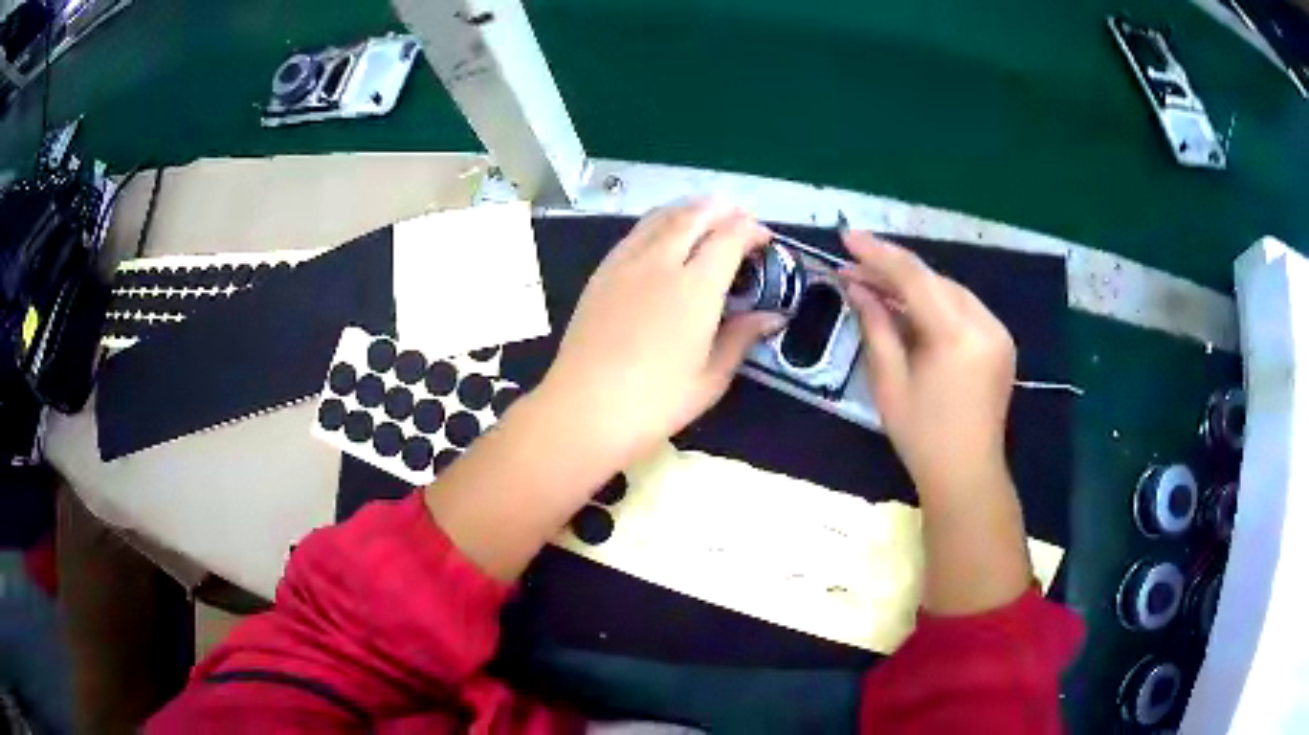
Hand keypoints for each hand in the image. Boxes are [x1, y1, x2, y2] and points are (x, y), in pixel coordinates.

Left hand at [537, 198, 785, 470]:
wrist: (585, 408)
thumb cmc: (655, 402)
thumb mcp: (711, 378)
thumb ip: (741, 338)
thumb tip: (772, 317)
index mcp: (696, 287)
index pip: (729, 237)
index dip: (751, 231)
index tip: (764, 240)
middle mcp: (661, 262)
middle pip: (694, 215)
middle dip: (722, 210)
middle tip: (739, 219)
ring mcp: (626, 263)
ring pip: (662, 216)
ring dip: (690, 209)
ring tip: (707, 216)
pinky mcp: (602, 272)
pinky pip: (636, 232)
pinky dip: (659, 222)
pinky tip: (664, 235)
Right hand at [839, 232, 1016, 497]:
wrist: (967, 474)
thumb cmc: (922, 436)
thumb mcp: (889, 381)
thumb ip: (875, 325)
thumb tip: (856, 285)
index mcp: (958, 335)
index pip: (915, 278)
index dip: (878, 254)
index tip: (846, 237)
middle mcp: (985, 323)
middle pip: (934, 280)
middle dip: (893, 269)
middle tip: (853, 266)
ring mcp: (998, 331)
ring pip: (949, 290)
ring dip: (913, 284)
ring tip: (875, 284)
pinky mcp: (1000, 341)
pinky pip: (963, 307)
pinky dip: (934, 302)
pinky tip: (909, 306)